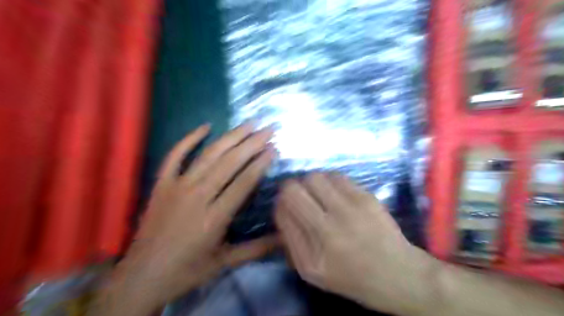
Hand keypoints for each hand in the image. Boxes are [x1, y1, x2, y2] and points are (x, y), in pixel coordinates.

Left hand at [98, 122, 280, 313]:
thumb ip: (257, 248)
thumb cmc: (188, 270)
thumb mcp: (225, 262)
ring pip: (208, 155)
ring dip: (231, 137)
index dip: (261, 163)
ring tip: (249, 124)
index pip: (244, 182)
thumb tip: (284, 238)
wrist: (142, 276)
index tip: (274, 148)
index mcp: (214, 217)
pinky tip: (205, 126)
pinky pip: (175, 155)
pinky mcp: (162, 184)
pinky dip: (189, 139)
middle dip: (252, 143)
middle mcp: (197, 196)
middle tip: (269, 128)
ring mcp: (177, 186)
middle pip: (230, 163)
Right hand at [276, 173, 437, 315]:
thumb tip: (281, 209)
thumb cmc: (350, 276)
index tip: (285, 205)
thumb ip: (291, 241)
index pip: (283, 211)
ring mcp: (350, 209)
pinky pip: (337, 176)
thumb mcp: (312, 271)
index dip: (280, 203)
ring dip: (310, 183)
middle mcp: (329, 227)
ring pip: (315, 177)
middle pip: (294, 189)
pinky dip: (329, 180)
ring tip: (317, 194)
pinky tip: (334, 192)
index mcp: (313, 252)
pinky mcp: (366, 197)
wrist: (396, 273)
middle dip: (289, 189)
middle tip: (298, 195)